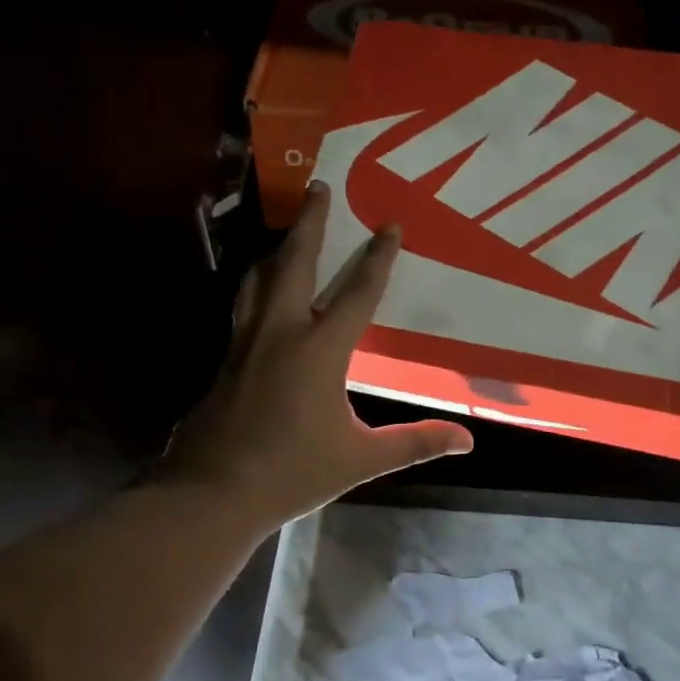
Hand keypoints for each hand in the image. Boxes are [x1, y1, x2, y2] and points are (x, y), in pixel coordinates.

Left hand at [158, 181, 472, 527]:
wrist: (211, 493)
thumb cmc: (291, 472)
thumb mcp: (360, 459)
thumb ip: (414, 443)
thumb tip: (468, 440)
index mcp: (319, 350)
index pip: (357, 292)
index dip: (377, 257)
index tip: (389, 223)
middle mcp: (280, 332)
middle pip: (295, 262)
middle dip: (310, 222)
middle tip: (319, 187)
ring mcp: (246, 342)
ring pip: (260, 278)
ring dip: (277, 250)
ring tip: (287, 233)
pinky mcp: (225, 358)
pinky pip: (243, 306)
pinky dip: (256, 285)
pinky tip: (259, 294)